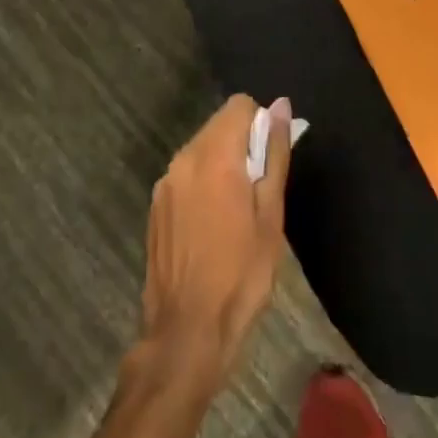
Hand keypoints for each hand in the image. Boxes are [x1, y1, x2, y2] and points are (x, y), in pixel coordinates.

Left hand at [136, 95, 291, 393]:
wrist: (187, 332)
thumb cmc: (241, 275)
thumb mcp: (270, 215)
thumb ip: (275, 153)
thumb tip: (282, 107)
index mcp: (214, 155)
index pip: (239, 105)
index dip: (261, 123)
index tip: (270, 159)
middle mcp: (184, 158)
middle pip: (218, 125)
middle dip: (242, 145)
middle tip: (258, 192)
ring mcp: (165, 182)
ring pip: (201, 150)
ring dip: (222, 164)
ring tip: (237, 213)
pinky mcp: (155, 205)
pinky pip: (185, 175)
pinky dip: (202, 184)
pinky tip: (212, 227)